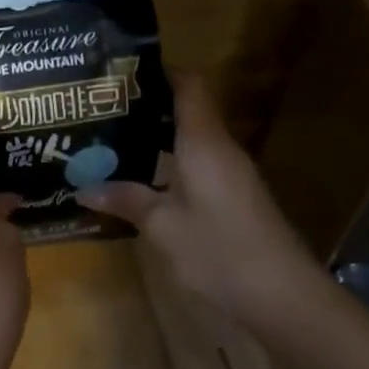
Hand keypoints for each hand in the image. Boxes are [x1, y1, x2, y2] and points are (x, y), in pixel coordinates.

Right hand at [78, 74, 318, 323]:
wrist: (284, 299)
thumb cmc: (219, 250)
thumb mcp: (162, 225)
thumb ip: (125, 200)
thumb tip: (84, 187)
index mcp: (203, 142)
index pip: (189, 86)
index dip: (160, 71)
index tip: (121, 70)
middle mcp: (220, 150)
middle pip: (186, 110)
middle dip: (145, 105)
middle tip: (100, 108)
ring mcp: (230, 176)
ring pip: (189, 141)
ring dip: (154, 137)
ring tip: (110, 139)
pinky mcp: (232, 200)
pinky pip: (195, 166)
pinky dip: (167, 163)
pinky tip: (139, 178)